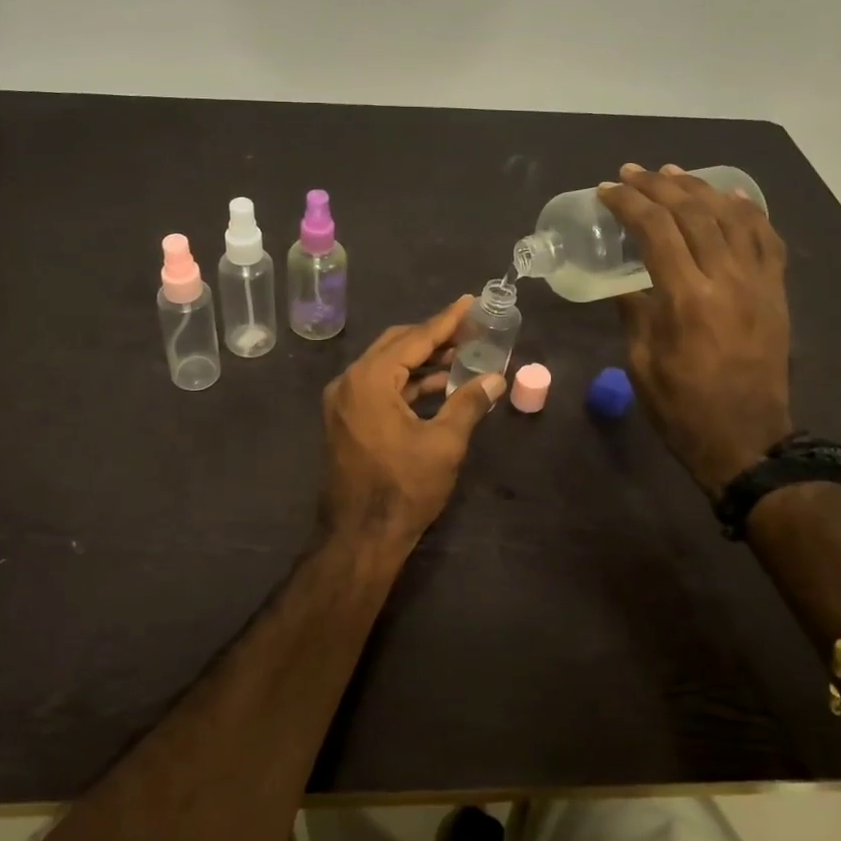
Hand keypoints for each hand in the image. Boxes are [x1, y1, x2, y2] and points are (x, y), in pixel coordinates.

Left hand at [320, 296, 505, 555]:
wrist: (359, 537)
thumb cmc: (403, 488)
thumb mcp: (444, 444)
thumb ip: (469, 403)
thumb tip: (496, 378)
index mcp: (369, 379)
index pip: (414, 337)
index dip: (446, 320)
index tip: (470, 303)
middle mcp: (350, 382)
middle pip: (396, 345)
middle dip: (434, 336)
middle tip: (470, 329)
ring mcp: (344, 402)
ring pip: (387, 367)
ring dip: (422, 361)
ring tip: (462, 356)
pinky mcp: (347, 420)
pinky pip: (380, 388)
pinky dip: (408, 383)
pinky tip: (438, 386)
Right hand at [598, 163, 792, 496]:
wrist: (746, 439)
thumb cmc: (681, 407)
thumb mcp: (641, 362)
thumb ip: (634, 312)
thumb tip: (627, 282)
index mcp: (686, 298)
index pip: (656, 230)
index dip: (628, 203)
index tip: (606, 190)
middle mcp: (726, 279)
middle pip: (693, 213)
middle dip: (658, 186)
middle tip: (631, 173)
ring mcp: (758, 283)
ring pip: (731, 217)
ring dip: (699, 189)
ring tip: (672, 174)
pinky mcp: (776, 292)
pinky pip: (767, 239)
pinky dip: (748, 212)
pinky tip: (730, 198)